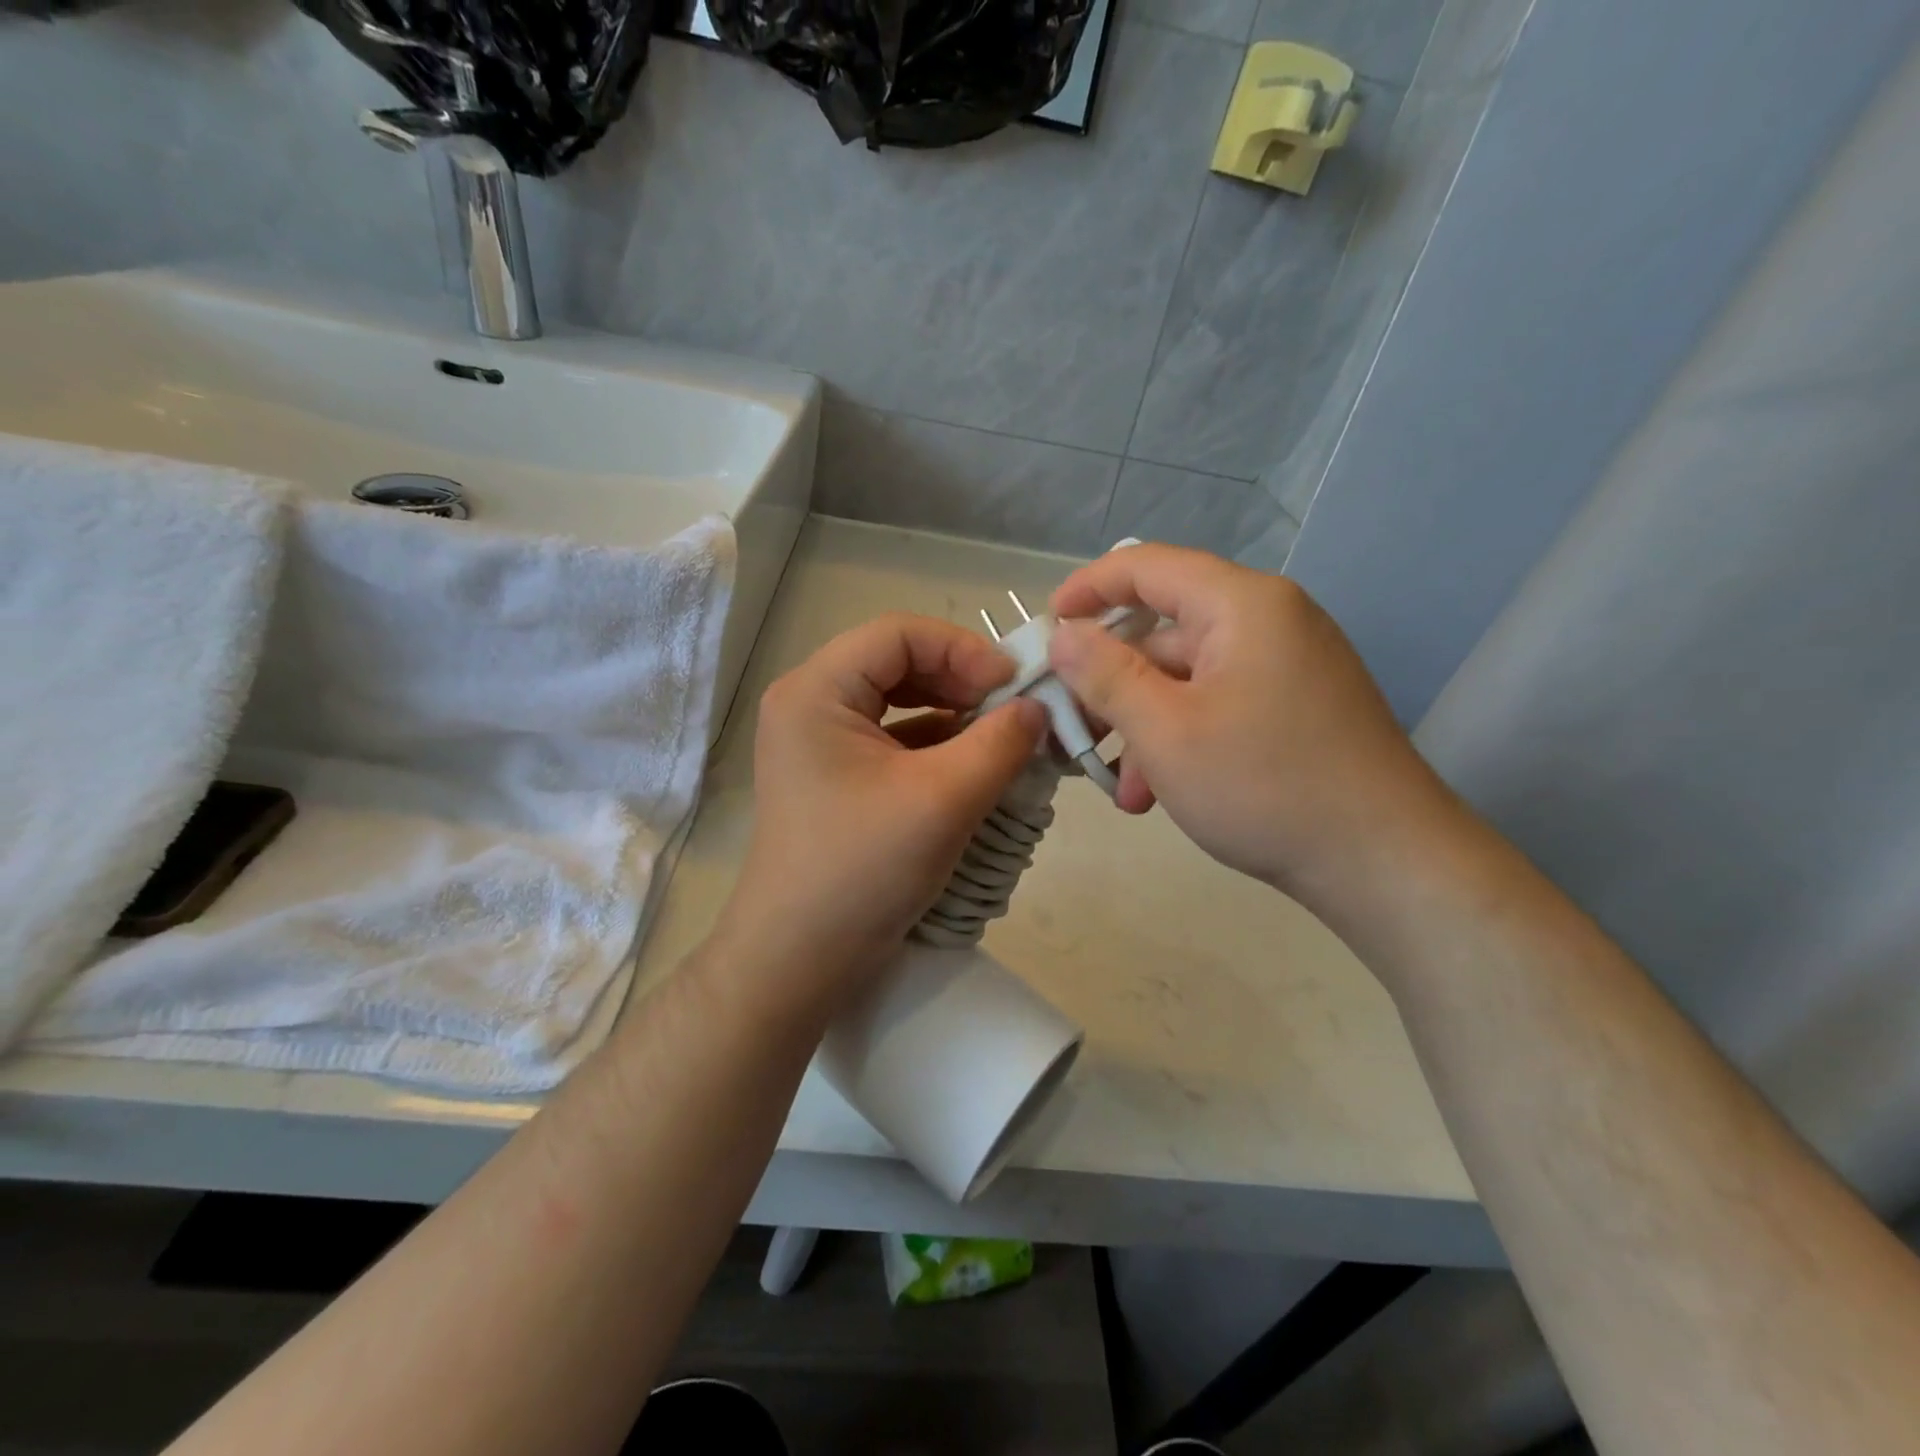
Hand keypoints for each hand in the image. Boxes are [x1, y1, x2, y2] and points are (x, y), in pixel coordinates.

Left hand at [718, 614, 1045, 1009]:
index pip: (899, 634)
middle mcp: (810, 704)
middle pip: (898, 662)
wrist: (799, 960)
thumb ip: (1000, 742)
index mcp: (816, 691)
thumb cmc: (862, 871)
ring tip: (1003, 736)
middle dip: (962, 680)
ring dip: (955, 712)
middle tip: (1014, 710)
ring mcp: (820, 742)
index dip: (963, 649)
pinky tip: (976, 763)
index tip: (1015, 686)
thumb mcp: (943, 800)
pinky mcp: (836, 776)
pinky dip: (938, 743)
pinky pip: (894, 739)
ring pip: (899, 701)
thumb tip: (1038, 707)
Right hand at [1048, 546, 1456, 905]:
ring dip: (1143, 723)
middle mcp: (1269, 621)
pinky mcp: (1296, 707)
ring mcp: (1287, 666)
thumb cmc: (1264, 786)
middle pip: (1164, 630)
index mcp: (1241, 605)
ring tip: (1120, 786)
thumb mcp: (1164, 731)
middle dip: (1111, 682)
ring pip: (1187, 677)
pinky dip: (1181, 737)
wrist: (1385, 862)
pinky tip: (1158, 792)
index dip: (1087, 588)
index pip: (1147, 566)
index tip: (1044, 625)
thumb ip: (1105, 674)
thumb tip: (1064, 634)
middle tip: (1070, 728)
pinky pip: (1218, 704)